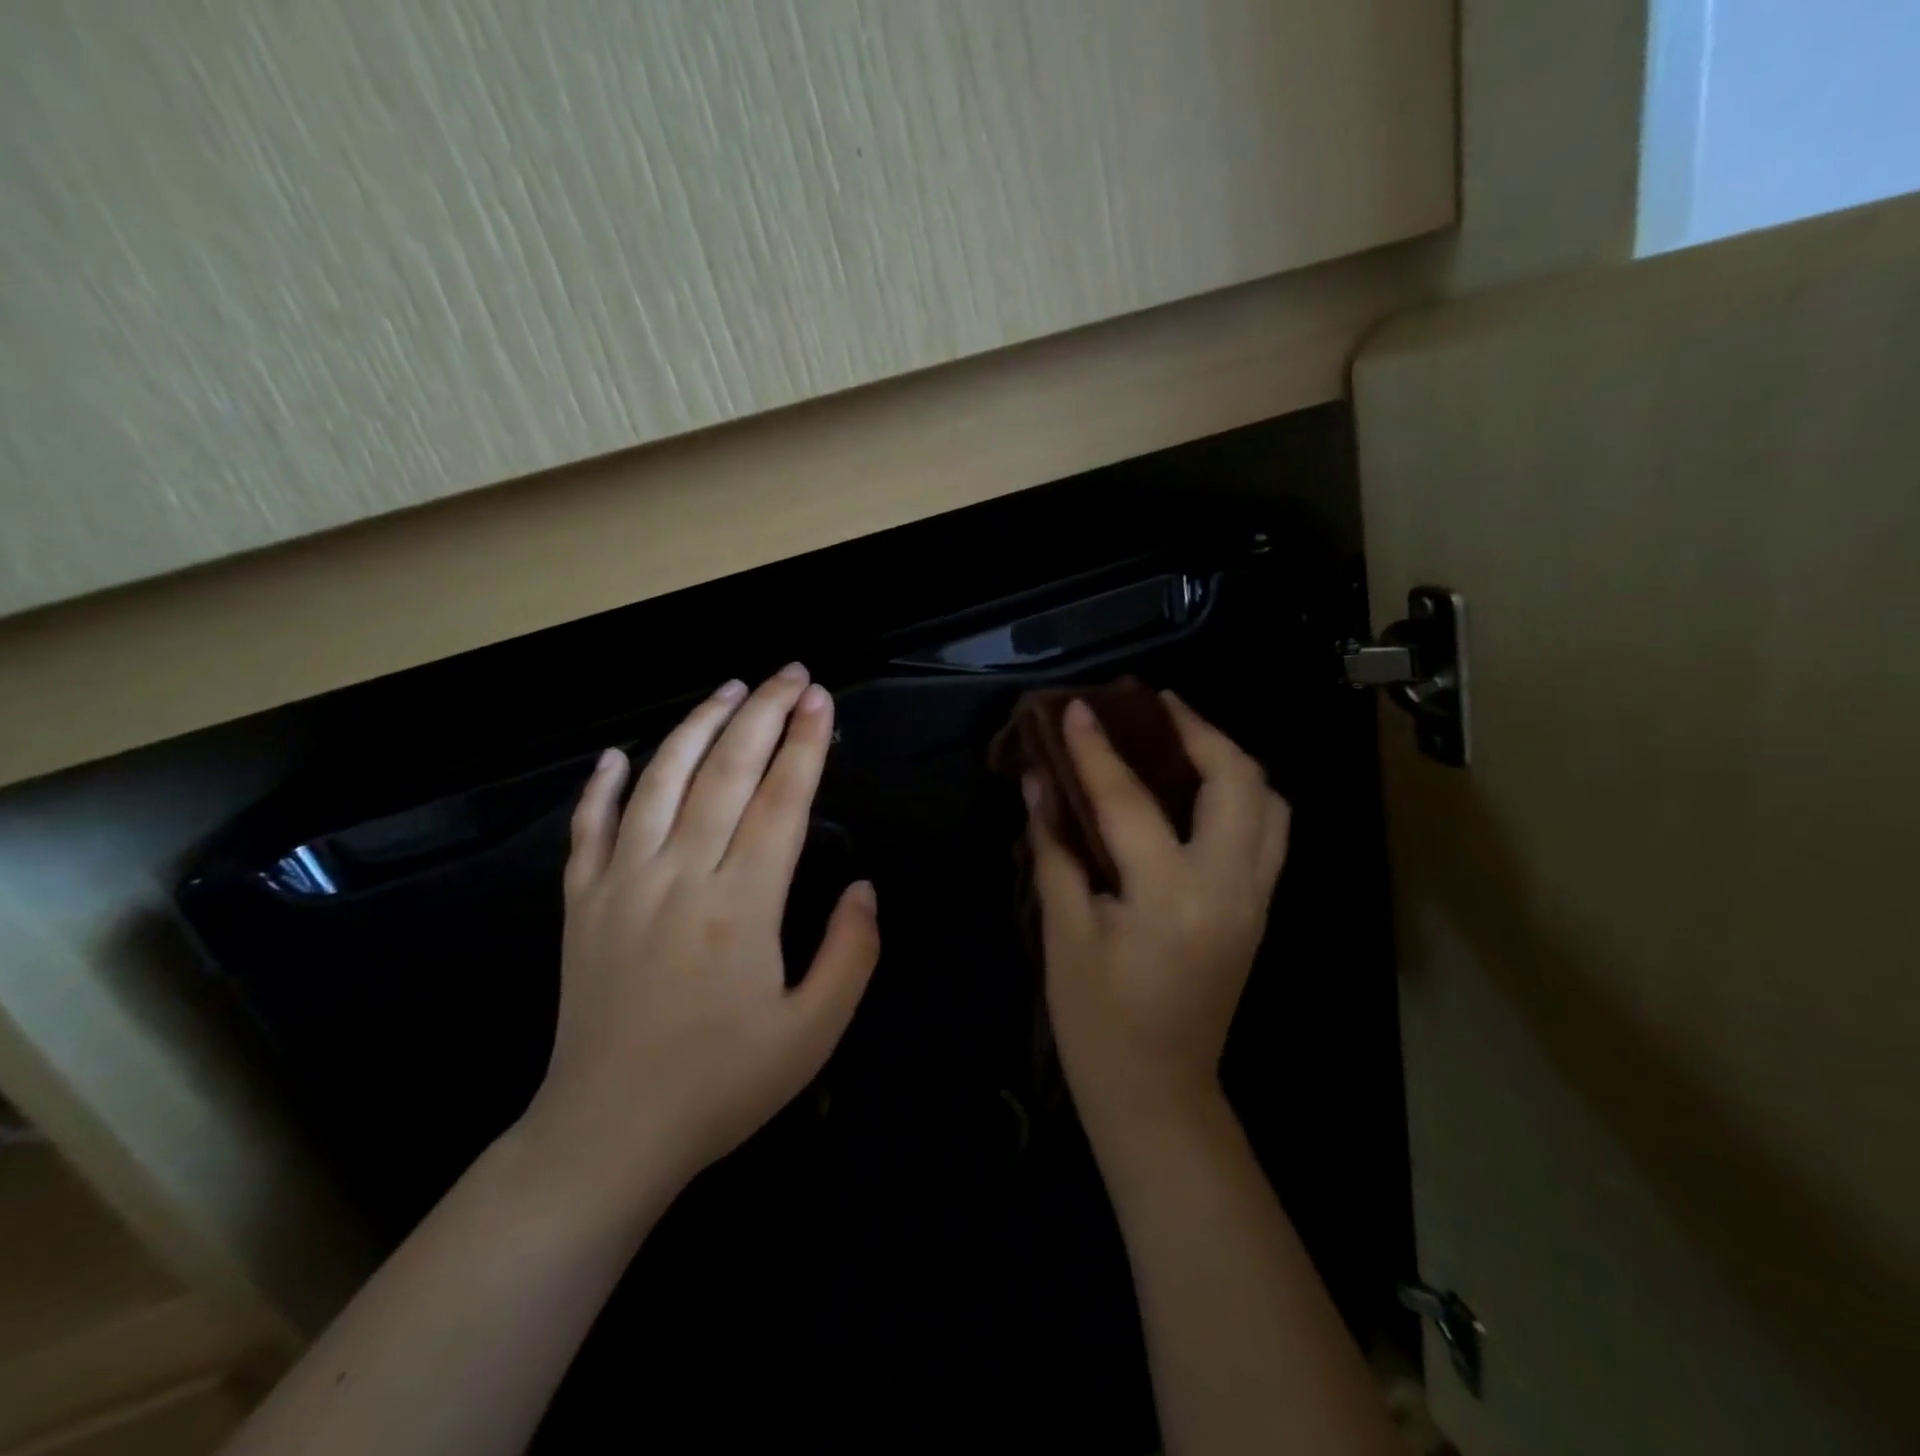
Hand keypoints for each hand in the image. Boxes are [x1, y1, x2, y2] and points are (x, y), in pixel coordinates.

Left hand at [519, 665, 879, 1209]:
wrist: (608, 1134)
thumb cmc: (722, 1085)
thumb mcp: (813, 1033)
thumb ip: (851, 953)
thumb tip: (864, 887)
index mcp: (741, 905)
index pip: (780, 801)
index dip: (805, 744)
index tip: (822, 698)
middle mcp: (679, 877)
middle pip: (724, 772)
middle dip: (763, 714)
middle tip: (790, 673)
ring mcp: (621, 885)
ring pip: (659, 783)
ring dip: (696, 727)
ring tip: (729, 690)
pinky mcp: (582, 905)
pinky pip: (588, 829)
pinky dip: (602, 786)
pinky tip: (617, 755)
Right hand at [1026, 693, 1288, 1135]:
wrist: (1158, 1092)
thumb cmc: (1097, 1021)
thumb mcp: (1064, 932)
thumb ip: (1055, 849)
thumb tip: (1037, 781)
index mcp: (1171, 897)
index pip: (1129, 801)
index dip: (1097, 750)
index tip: (1077, 707)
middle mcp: (1229, 887)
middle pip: (1237, 780)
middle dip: (1198, 730)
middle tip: (1153, 706)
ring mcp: (1256, 898)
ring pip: (1270, 802)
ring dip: (1230, 758)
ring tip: (1183, 737)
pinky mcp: (1260, 909)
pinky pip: (1269, 832)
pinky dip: (1243, 795)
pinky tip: (1200, 790)